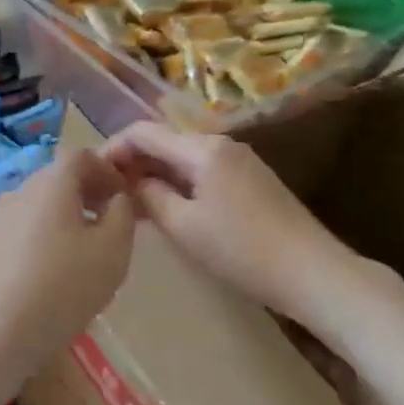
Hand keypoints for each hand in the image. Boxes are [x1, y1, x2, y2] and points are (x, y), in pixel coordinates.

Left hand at [0, 150, 135, 399]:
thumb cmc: (63, 286)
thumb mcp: (113, 251)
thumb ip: (123, 214)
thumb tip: (118, 198)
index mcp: (51, 182)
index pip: (81, 156)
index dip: (107, 170)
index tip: (125, 197)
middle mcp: (20, 190)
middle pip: (58, 178)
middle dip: (88, 193)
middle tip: (112, 223)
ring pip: (41, 204)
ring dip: (67, 216)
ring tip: (87, 251)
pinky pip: (25, 228)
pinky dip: (46, 235)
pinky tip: (55, 272)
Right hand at [99, 121, 351, 317]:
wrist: (312, 272)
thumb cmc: (242, 249)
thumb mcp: (184, 226)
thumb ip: (149, 196)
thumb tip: (129, 181)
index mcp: (202, 148)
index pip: (143, 132)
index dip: (112, 148)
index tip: (91, 175)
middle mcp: (221, 144)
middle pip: (164, 142)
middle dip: (132, 163)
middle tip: (106, 194)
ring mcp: (239, 161)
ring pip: (182, 158)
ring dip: (154, 175)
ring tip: (129, 205)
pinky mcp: (250, 180)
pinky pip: (201, 172)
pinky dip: (177, 184)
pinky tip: (165, 209)